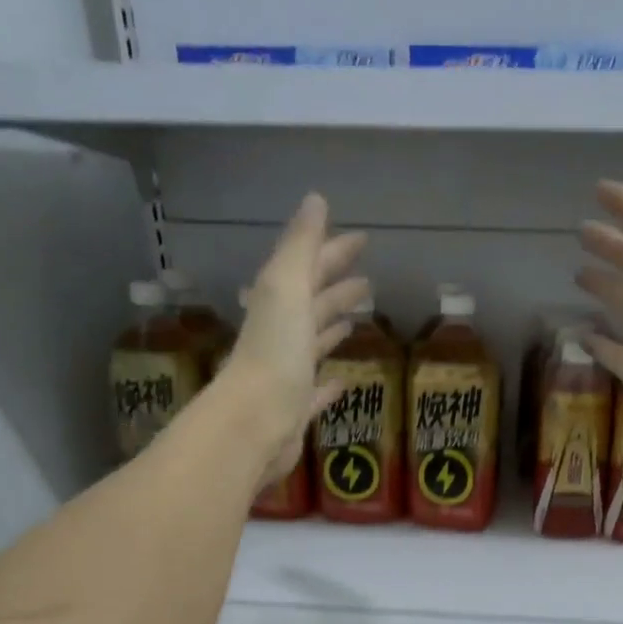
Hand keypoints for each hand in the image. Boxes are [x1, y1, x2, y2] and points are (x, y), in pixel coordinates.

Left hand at [226, 193, 368, 487]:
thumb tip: (316, 199)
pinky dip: (330, 383)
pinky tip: (344, 381)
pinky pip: (316, 390)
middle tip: (367, 280)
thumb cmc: (274, 352)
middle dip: (336, 287)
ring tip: (358, 319)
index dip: (333, 251)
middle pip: (312, 303)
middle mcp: (280, 334)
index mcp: (278, 303)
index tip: (362, 239)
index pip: (309, 268)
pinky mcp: (297, 409)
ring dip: (332, 327)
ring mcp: (288, 373)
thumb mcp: (286, 288)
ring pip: (313, 343)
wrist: (254, 423)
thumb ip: (300, 246)